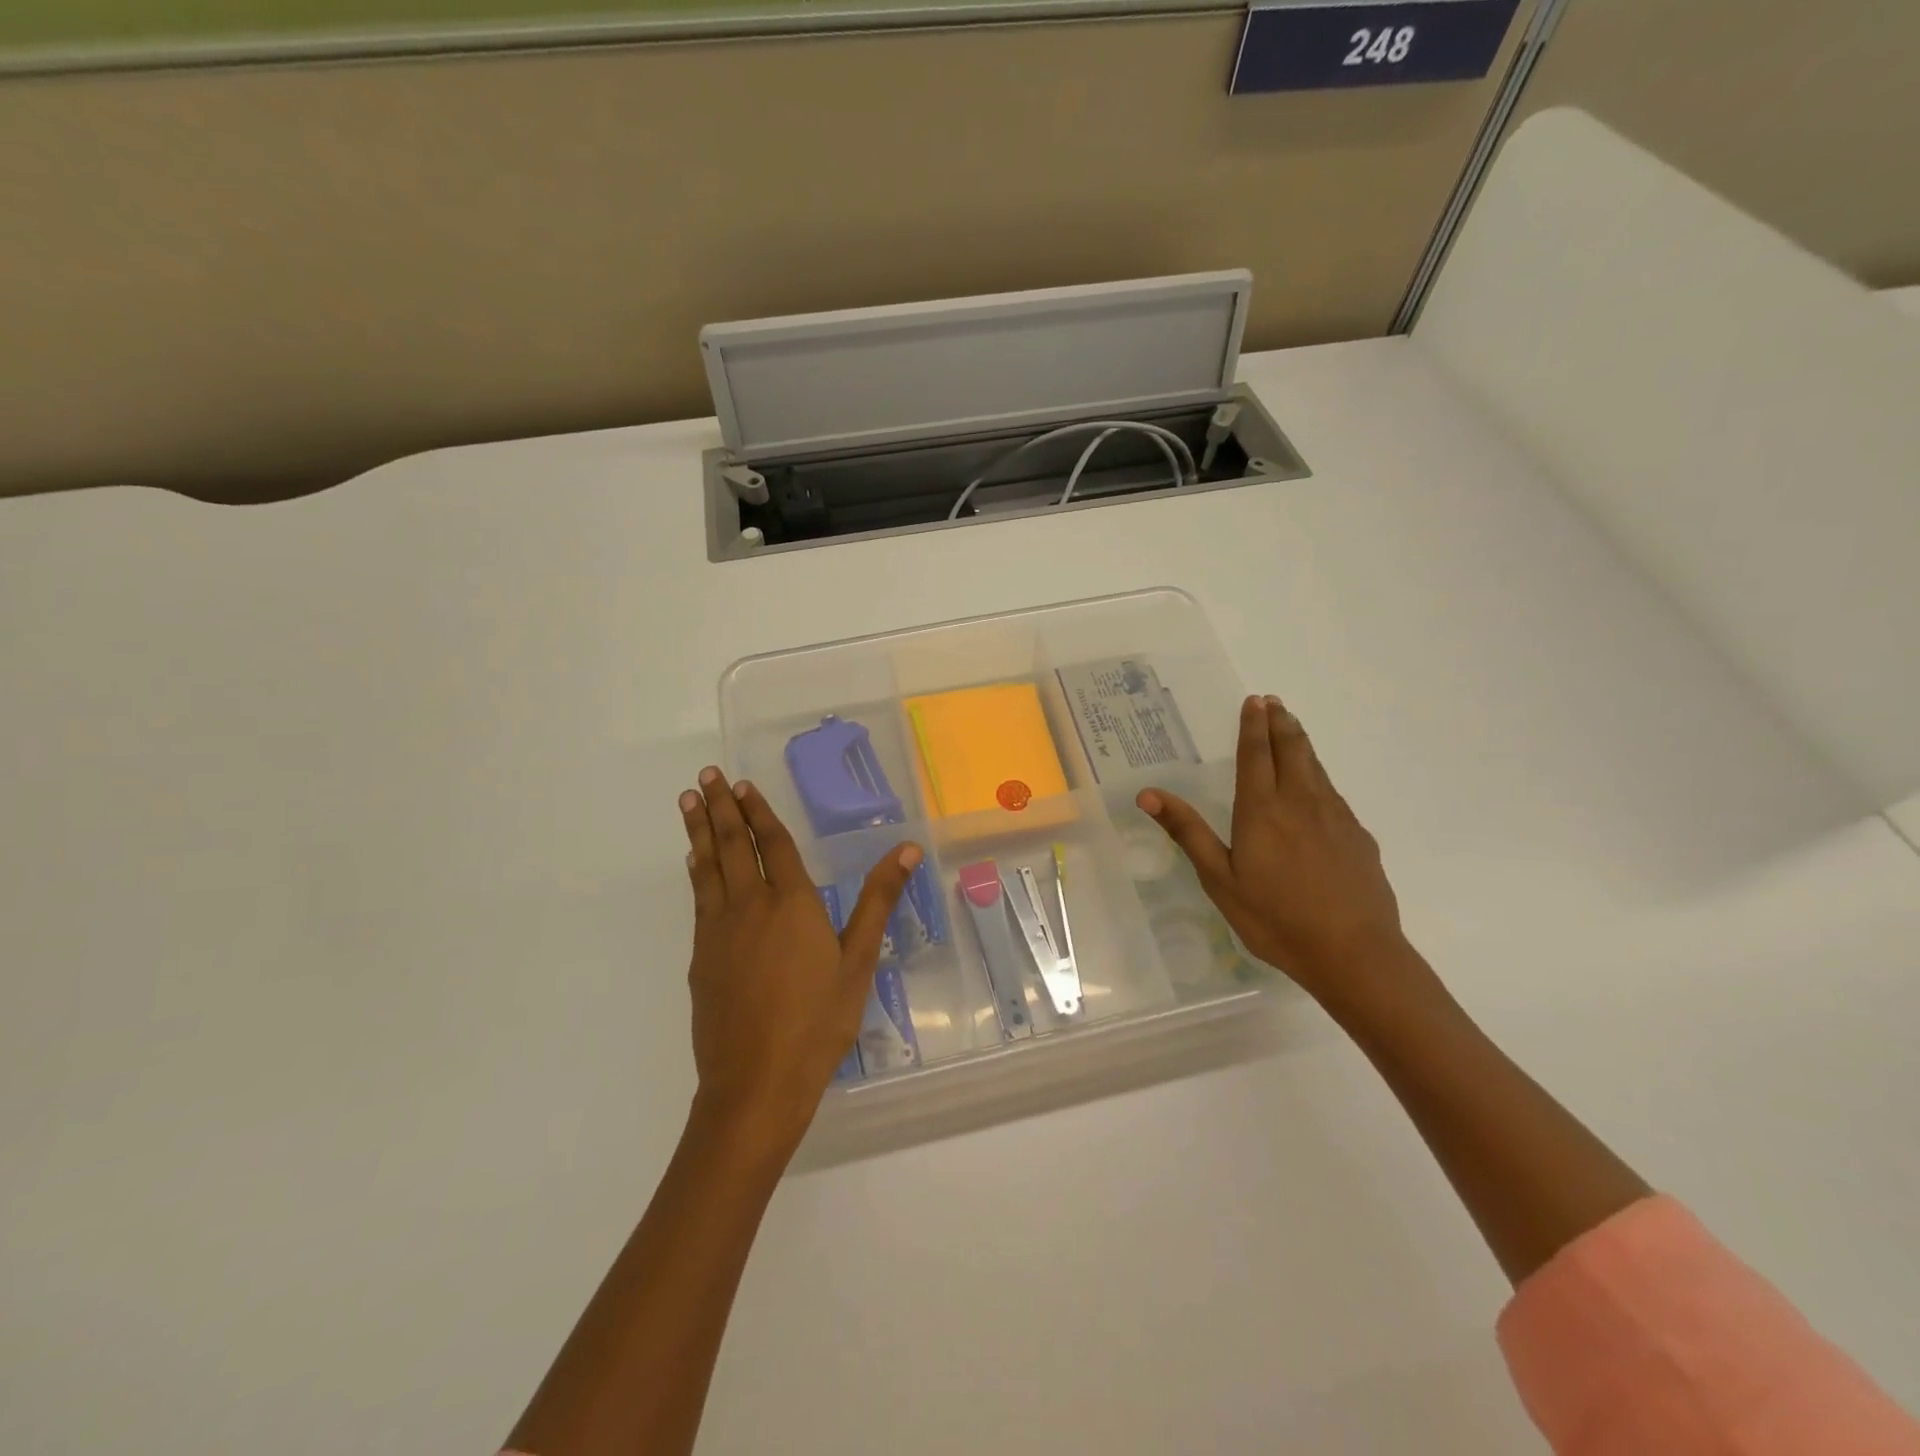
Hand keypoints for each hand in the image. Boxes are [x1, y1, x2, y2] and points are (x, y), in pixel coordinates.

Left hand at [679, 766, 919, 1154]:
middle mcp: (749, 906)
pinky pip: (699, 898)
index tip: (743, 783)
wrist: (756, 1082)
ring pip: (707, 867)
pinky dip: (696, 872)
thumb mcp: (859, 960)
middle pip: (733, 846)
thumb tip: (908, 848)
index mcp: (792, 903)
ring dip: (699, 831)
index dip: (759, 812)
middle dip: (721, 807)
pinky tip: (694, 864)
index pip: (773, 844)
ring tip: (689, 801)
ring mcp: (719, 931)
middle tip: (706, 775)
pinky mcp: (702, 957)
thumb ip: (879, 900)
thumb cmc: (818, 1020)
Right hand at [1138, 695, 1419, 1009]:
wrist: (1355, 953)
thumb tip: (1148, 793)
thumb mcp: (1220, 879)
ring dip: (1301, 742)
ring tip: (1292, 727)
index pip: (1256, 755)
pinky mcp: (1357, 836)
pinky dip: (1319, 774)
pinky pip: (1333, 792)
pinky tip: (1317, 785)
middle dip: (1280, 723)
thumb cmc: (1276, 919)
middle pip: (1292, 751)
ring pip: (1316, 767)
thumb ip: (1188, 832)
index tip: (1254, 701)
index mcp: (1262, 810)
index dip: (1253, 726)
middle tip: (1274, 702)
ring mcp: (1335, 817)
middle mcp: (1301, 802)